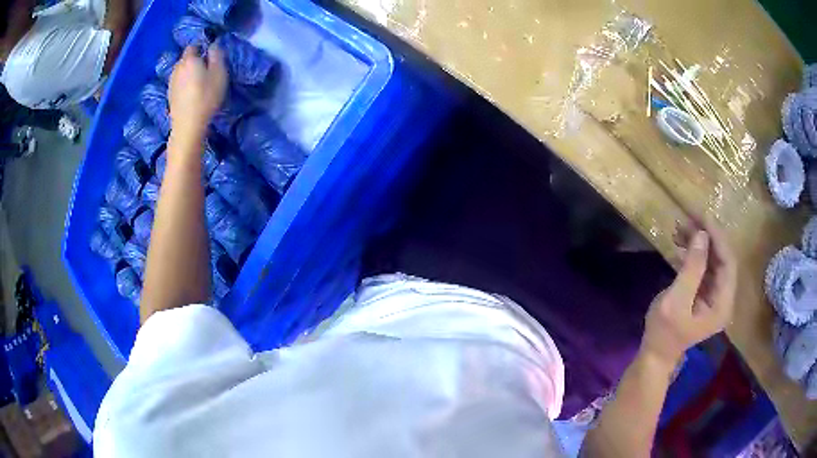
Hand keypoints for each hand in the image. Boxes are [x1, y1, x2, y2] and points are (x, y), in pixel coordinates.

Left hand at [169, 44, 227, 139]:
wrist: (188, 125)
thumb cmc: (206, 97)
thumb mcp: (219, 73)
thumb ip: (217, 55)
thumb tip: (213, 45)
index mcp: (189, 60)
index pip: (193, 46)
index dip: (201, 48)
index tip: (210, 56)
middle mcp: (177, 68)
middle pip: (185, 59)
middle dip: (194, 60)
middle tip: (206, 69)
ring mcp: (171, 82)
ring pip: (181, 71)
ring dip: (188, 73)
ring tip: (198, 82)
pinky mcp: (170, 95)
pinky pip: (178, 83)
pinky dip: (183, 84)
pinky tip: (190, 93)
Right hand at [642, 218, 736, 366]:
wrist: (656, 354)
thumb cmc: (664, 332)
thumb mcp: (676, 301)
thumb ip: (692, 269)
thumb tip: (701, 235)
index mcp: (722, 304)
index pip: (728, 262)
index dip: (717, 237)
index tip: (701, 217)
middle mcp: (724, 297)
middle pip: (722, 258)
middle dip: (707, 236)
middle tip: (688, 218)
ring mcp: (715, 295)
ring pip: (713, 260)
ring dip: (699, 243)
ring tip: (679, 229)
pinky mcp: (705, 293)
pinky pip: (704, 267)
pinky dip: (693, 254)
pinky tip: (680, 246)